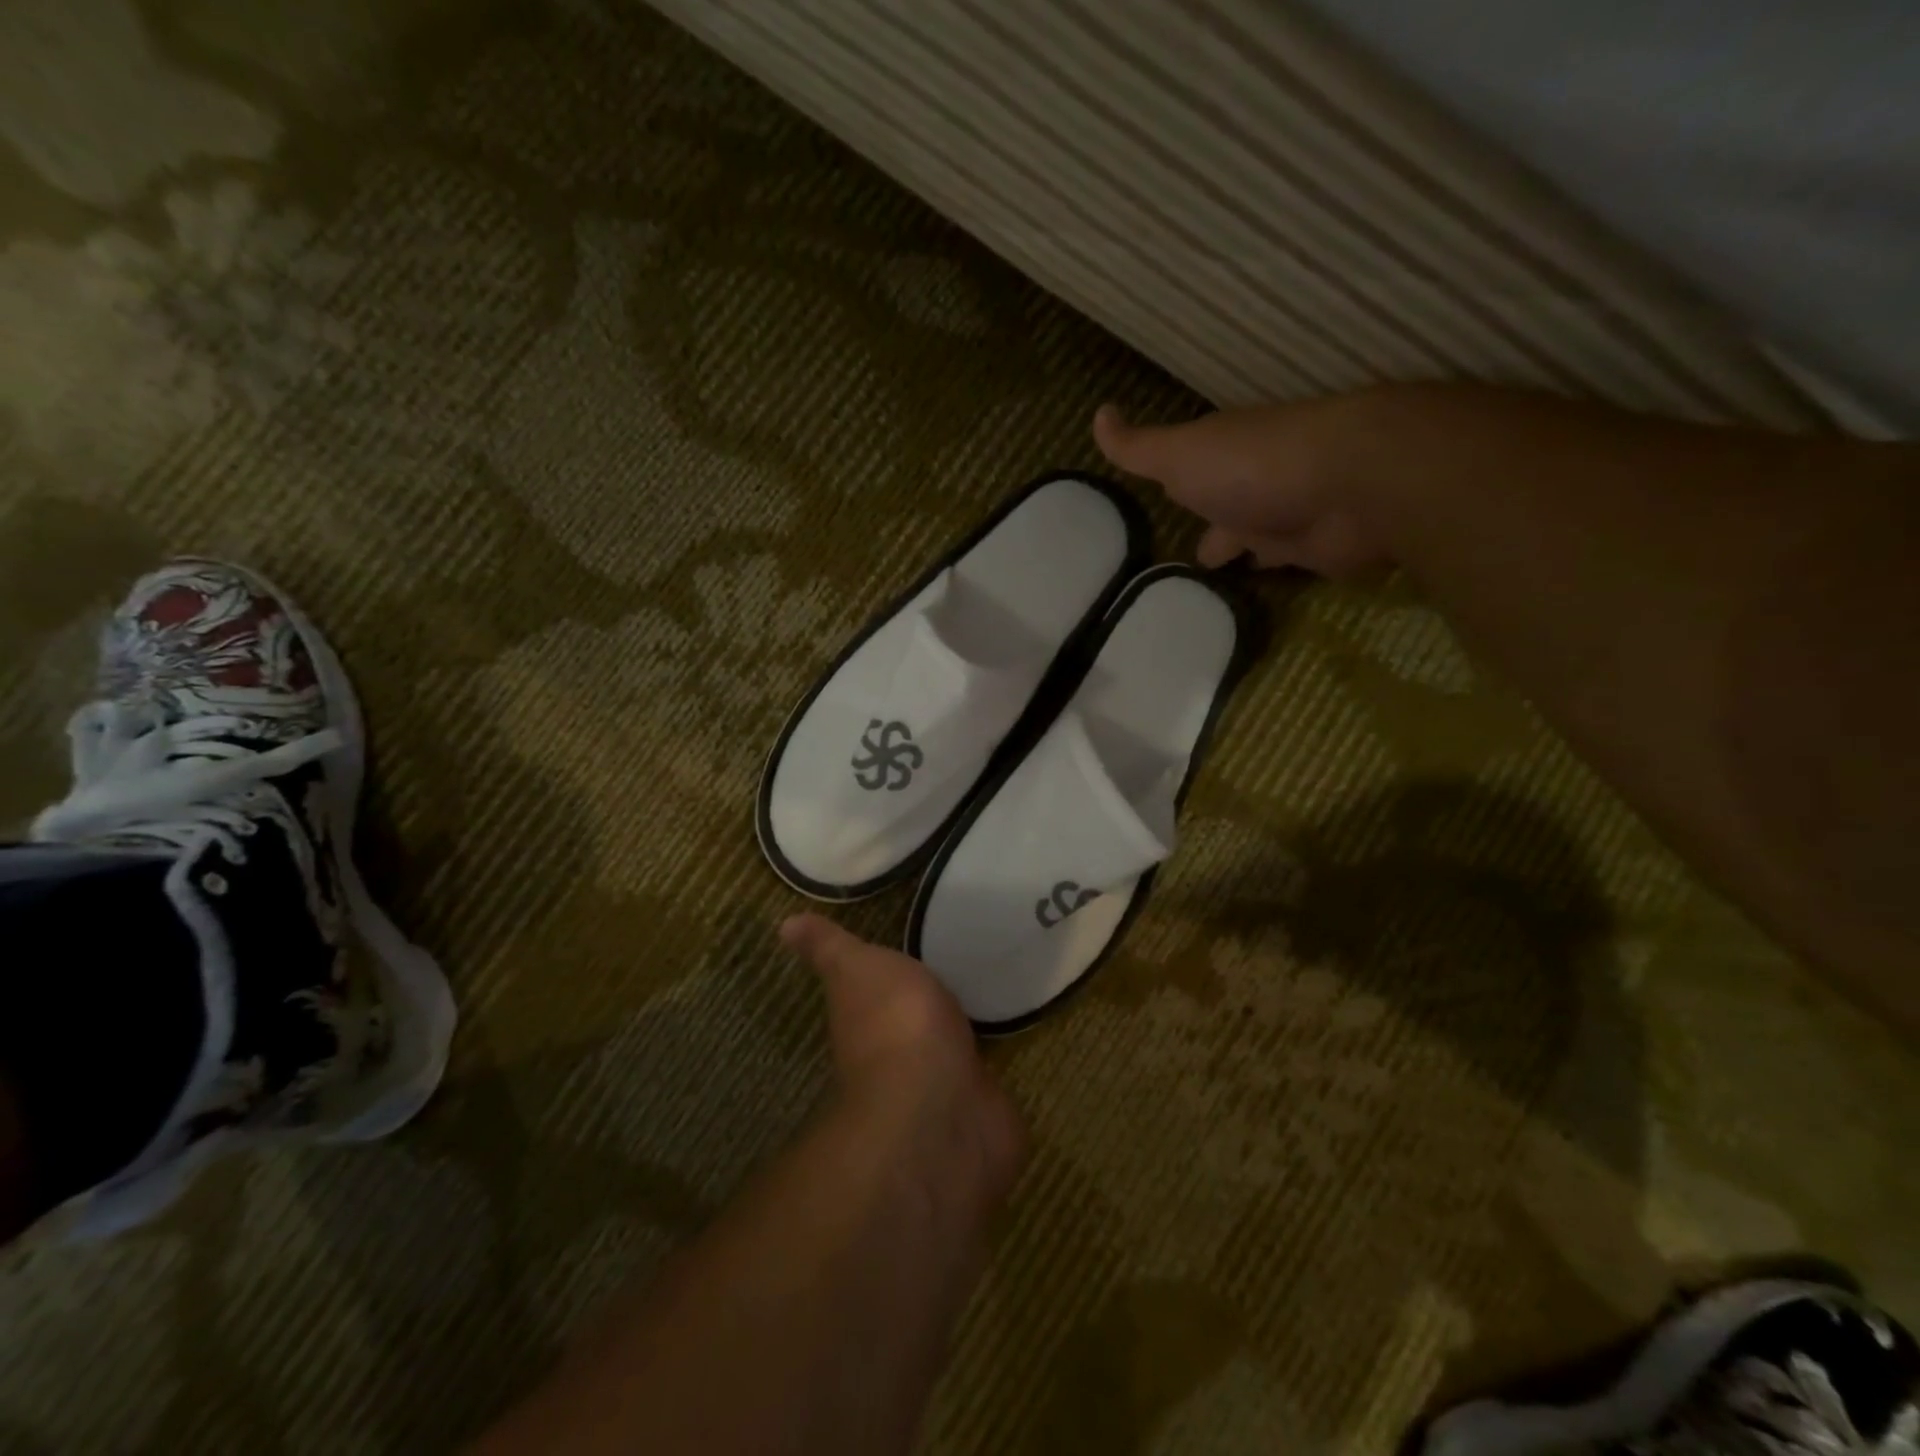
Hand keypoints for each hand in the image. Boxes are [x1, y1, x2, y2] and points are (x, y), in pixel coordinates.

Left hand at [780, 915, 1025, 1210]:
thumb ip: (829, 947)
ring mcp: (940, 1085)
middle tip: (953, 977)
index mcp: (866, 1021)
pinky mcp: (980, 1104)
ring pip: (947, 1054)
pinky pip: (985, 1081)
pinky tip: (1010, 1048)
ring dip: (960, 1039)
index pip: (871, 997)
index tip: (901, 960)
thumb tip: (785, 924)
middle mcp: (897, 1057)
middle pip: (910, 1027)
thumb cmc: (895, 1022)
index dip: (882, 980)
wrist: (941, 1102)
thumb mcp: (854, 967)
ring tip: (986, 1006)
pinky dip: (993, 1070)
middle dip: (927, 1008)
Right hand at [1093, 399, 1393, 576]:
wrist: (1350, 485)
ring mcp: (1291, 520)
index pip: (1194, 477)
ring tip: (1213, 586)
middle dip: (1215, 531)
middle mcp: (1256, 487)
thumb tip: (1097, 414)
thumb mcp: (1181, 455)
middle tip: (1189, 562)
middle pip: (1229, 512)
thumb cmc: (1254, 465)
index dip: (1178, 489)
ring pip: (1259, 540)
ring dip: (1244, 554)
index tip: (1163, 508)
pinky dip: (1272, 580)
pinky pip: (1286, 570)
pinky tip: (1253, 598)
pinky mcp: (1318, 555)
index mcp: (1223, 460)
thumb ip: (1138, 447)